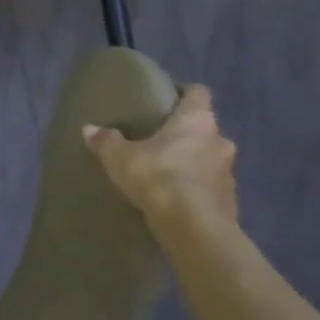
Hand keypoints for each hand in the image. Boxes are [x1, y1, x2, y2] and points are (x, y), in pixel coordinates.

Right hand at [84, 84, 237, 230]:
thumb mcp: (119, 157)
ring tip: (165, 172)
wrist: (193, 226)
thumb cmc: (158, 176)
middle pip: (204, 128)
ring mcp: (229, 171)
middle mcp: (219, 140)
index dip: (183, 92)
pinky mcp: (230, 200)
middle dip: (184, 133)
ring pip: (209, 158)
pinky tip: (175, 198)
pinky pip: (210, 186)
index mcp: (196, 120)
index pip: (198, 93)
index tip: (166, 98)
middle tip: (158, 140)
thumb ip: (106, 141)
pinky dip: (195, 188)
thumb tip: (89, 128)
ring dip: (191, 162)